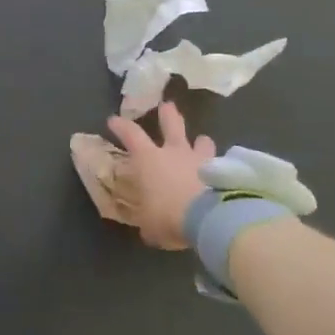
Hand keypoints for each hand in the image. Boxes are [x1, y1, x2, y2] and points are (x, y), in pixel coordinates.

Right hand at [104, 102, 216, 249]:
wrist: (208, 216)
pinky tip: (220, 174)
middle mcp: (175, 152)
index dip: (121, 126)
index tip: (113, 120)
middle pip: (171, 124)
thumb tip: (148, 229)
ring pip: (201, 141)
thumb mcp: (149, 226)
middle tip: (167, 105)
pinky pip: (219, 163)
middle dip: (168, 114)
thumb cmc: (168, 216)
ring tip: (202, 141)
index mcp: (149, 160)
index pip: (131, 135)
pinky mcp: (221, 171)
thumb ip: (148, 222)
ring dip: (200, 141)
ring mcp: (200, 159)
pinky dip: (218, 166)